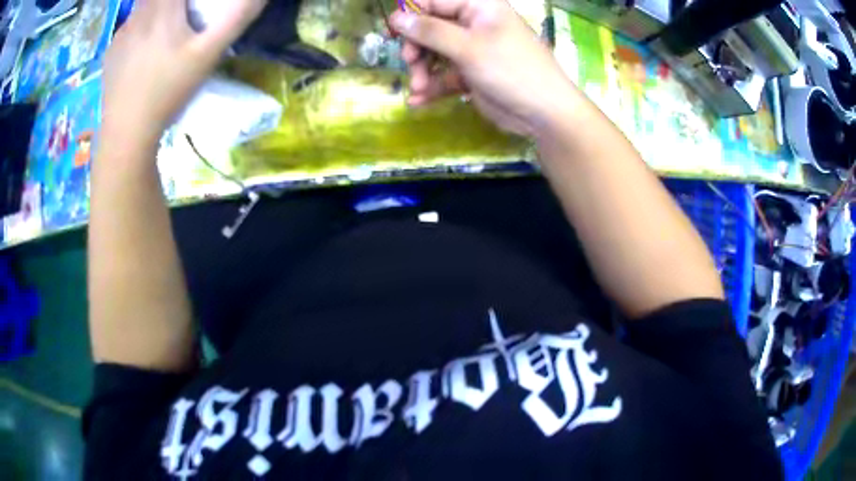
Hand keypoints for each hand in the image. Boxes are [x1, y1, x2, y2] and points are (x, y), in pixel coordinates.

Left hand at [101, 0, 265, 147]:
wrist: (127, 134)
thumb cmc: (168, 91)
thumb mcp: (208, 53)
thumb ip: (236, 17)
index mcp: (163, 8)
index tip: (193, 7)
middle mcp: (139, 14)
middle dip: (172, 1)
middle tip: (182, 15)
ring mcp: (121, 34)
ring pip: (141, 7)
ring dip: (155, 10)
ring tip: (164, 32)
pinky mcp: (110, 54)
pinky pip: (127, 28)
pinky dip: (138, 30)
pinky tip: (142, 52)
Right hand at [390, 0, 574, 135]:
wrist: (543, 113)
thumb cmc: (511, 69)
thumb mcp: (468, 47)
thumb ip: (430, 31)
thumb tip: (396, 18)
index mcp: (477, 6)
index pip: (434, 2)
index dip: (411, 16)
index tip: (394, 34)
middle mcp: (473, 24)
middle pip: (430, 28)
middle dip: (417, 48)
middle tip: (411, 63)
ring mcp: (472, 49)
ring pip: (435, 52)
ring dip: (422, 70)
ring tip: (419, 87)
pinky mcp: (471, 73)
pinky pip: (444, 74)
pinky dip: (432, 86)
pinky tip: (418, 101)